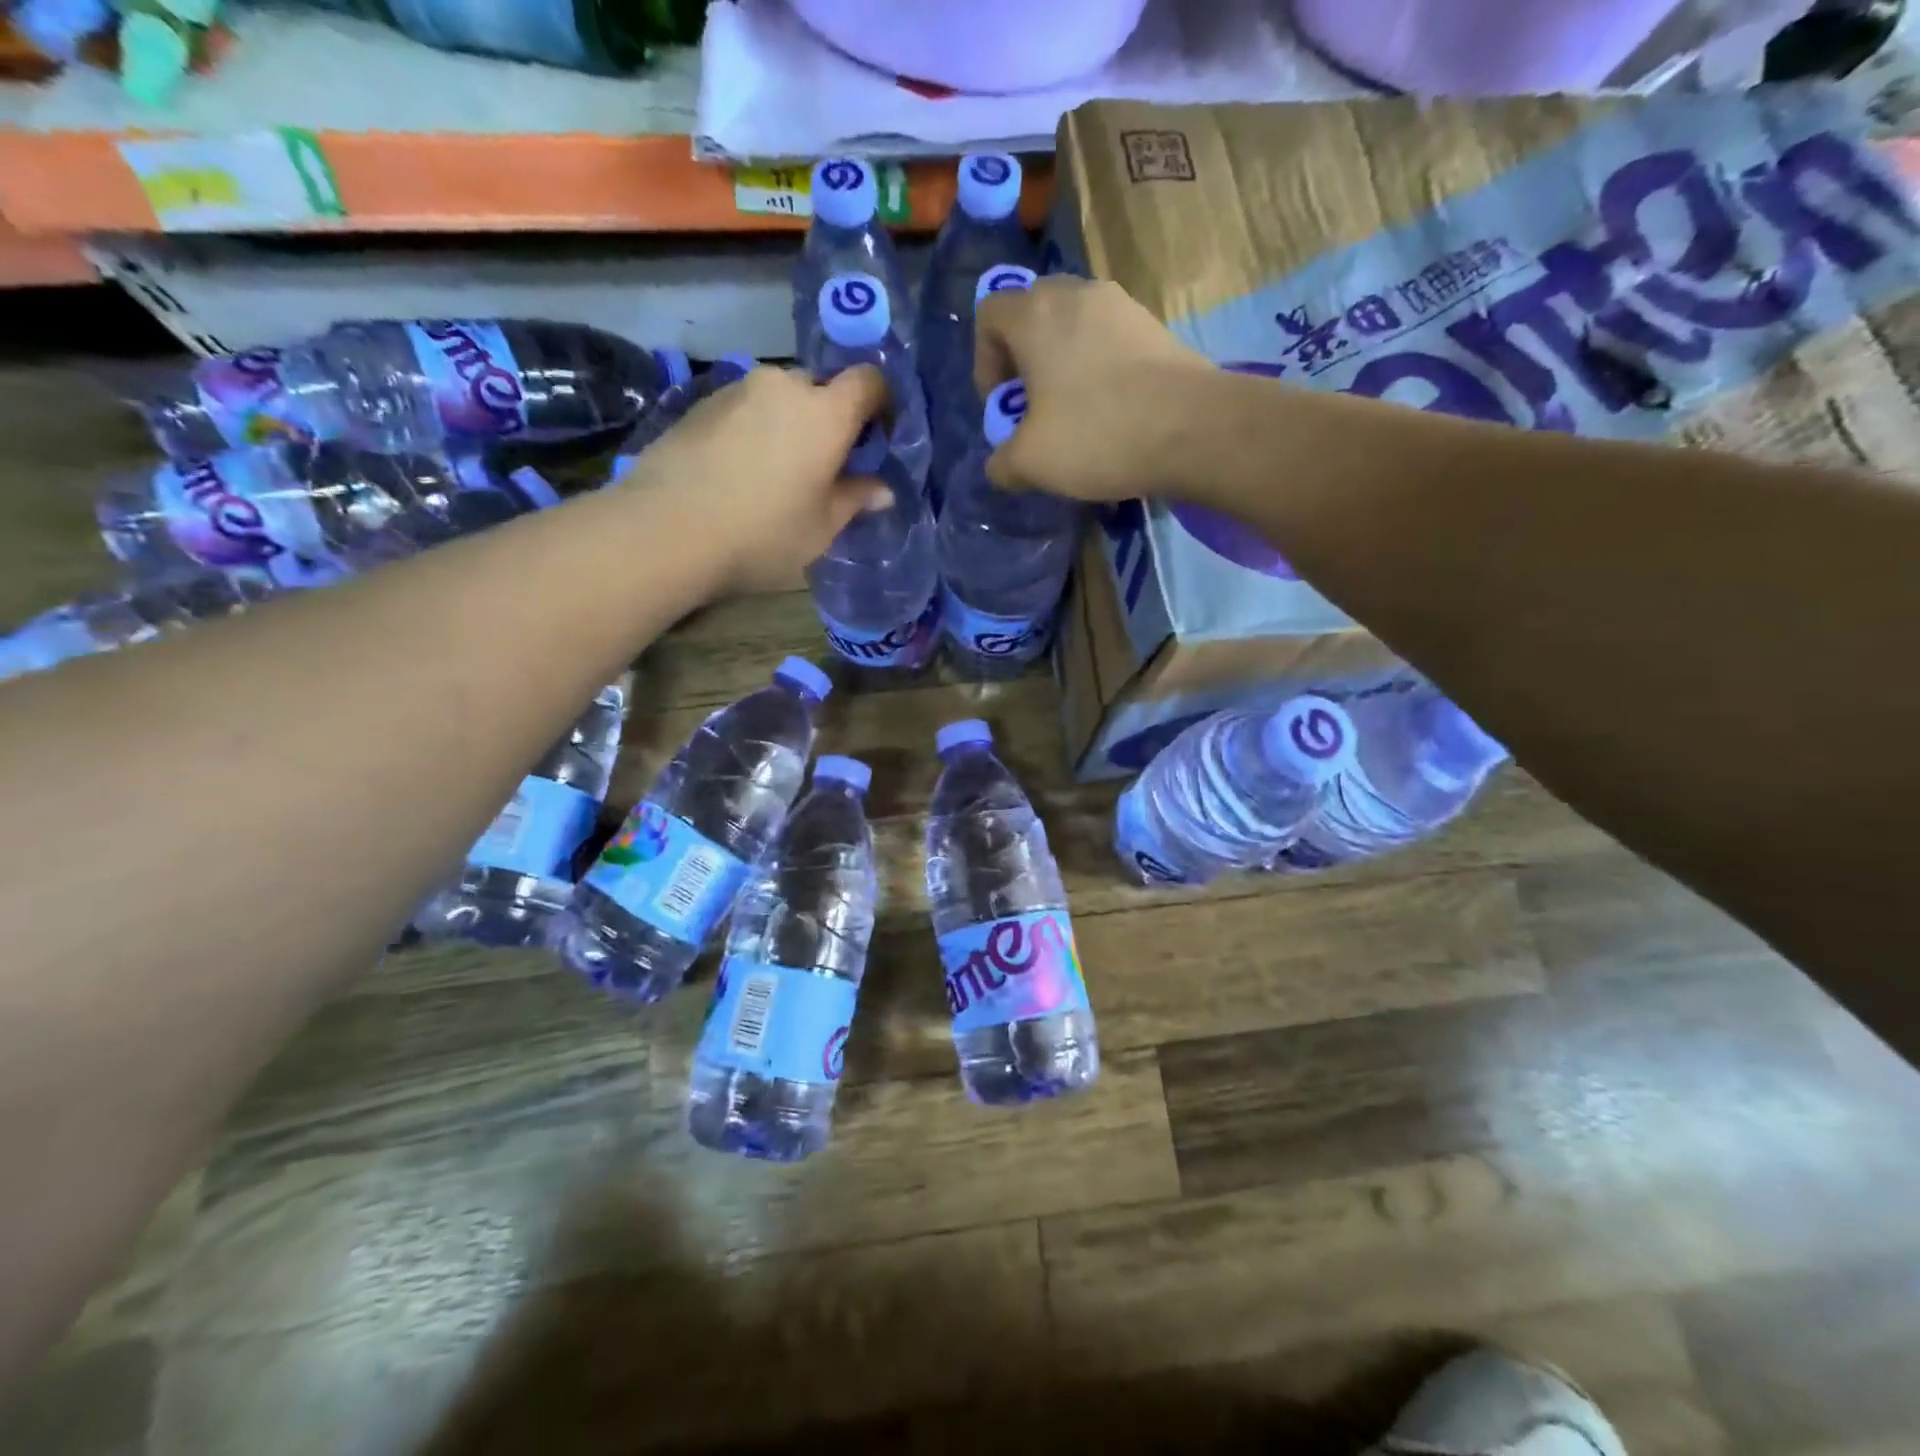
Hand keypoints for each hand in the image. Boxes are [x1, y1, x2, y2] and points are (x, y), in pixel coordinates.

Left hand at [619, 364, 891, 593]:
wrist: (667, 530)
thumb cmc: (763, 533)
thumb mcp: (821, 528)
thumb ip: (854, 499)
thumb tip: (882, 489)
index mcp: (825, 413)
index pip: (869, 382)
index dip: (881, 404)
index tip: (878, 438)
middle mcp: (784, 386)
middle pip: (821, 387)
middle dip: (831, 417)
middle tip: (826, 463)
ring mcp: (737, 389)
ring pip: (779, 397)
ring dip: (789, 423)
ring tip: (778, 470)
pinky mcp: (700, 403)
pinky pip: (744, 408)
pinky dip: (754, 429)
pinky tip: (740, 470)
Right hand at [973, 277, 1214, 502]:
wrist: (1193, 428)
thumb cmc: (1096, 435)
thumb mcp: (1030, 464)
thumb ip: (1001, 463)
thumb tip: (1001, 466)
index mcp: (1035, 315)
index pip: (988, 315)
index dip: (984, 362)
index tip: (1002, 405)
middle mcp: (1076, 293)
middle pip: (1031, 313)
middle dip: (1023, 360)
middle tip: (1033, 407)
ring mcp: (1121, 305)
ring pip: (1073, 326)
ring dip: (1062, 364)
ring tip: (1074, 414)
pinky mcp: (1154, 326)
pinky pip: (1108, 339)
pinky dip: (1098, 368)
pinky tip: (1111, 413)